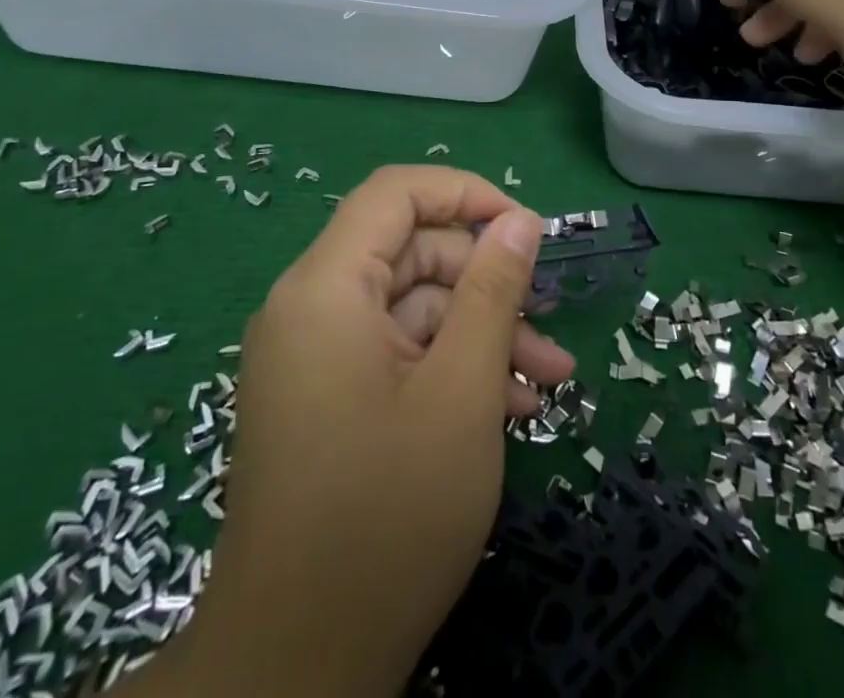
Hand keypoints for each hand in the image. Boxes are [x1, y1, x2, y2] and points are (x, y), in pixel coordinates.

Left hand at [152, 167, 569, 697]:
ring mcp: (315, 355)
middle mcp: (310, 307)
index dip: (465, 194)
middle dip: (486, 282)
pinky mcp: (326, 396)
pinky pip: (395, 352)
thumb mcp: (462, 392)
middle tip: (548, 324)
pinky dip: (448, 368)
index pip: (395, 193)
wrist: (295, 672)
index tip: (526, 229)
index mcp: (325, 287)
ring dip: (480, 333)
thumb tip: (520, 220)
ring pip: (412, 308)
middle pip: (410, 253)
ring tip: (546, 380)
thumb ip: (493, 291)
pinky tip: (507, 408)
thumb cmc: (387, 517)